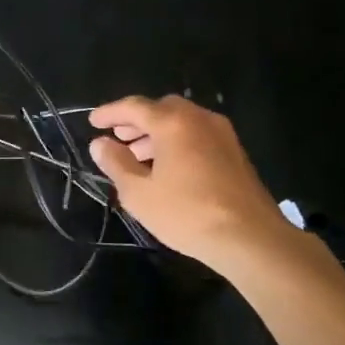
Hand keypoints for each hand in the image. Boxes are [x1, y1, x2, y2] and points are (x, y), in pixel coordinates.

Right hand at [88, 96, 293, 268]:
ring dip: (157, 133)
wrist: (251, 237)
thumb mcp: (139, 193)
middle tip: (118, 137)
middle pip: (161, 109)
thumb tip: (100, 144)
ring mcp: (222, 134)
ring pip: (182, 122)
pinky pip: (198, 135)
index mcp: (172, 122)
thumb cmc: (187, 213)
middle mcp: (199, 118)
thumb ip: (116, 163)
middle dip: (137, 121)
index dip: (110, 113)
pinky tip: (168, 168)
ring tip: (139, 156)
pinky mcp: (235, 152)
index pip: (134, 107)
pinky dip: (178, 142)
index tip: (93, 121)